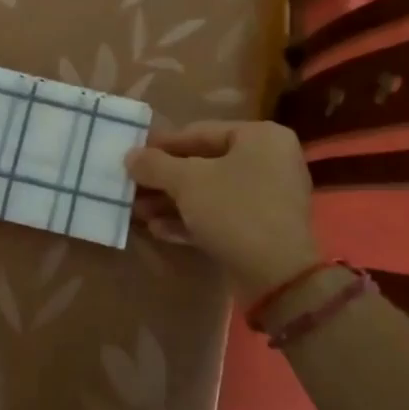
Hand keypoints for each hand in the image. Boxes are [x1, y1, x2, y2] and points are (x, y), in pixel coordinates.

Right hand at [127, 121, 319, 300]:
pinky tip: (158, 230)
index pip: (201, 132)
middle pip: (205, 164)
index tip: (134, 154)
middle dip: (165, 179)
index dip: (163, 144)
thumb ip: (156, 165)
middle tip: (133, 187)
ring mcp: (269, 198)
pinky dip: (192, 220)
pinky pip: (222, 216)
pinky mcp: (263, 230)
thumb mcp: (187, 182)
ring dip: (173, 202)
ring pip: (211, 192)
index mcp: (260, 137)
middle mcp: (270, 161)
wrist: (278, 278)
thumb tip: (131, 156)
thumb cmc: (234, 211)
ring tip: (139, 211)